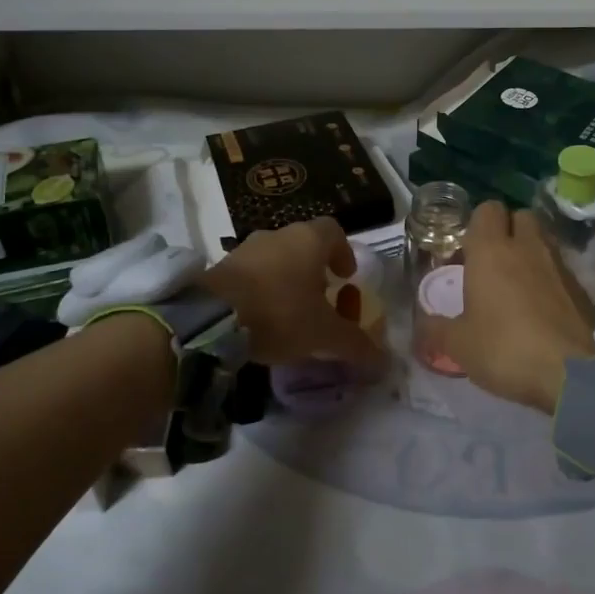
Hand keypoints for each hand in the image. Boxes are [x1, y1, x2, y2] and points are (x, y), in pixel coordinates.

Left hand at [202, 218, 383, 371]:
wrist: (209, 319)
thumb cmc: (279, 314)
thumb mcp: (324, 335)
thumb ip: (355, 345)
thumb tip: (384, 362)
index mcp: (309, 240)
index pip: (334, 231)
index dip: (344, 252)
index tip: (346, 277)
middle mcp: (278, 235)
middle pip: (304, 245)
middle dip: (316, 270)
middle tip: (322, 299)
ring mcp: (245, 249)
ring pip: (276, 258)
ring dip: (287, 280)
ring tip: (291, 312)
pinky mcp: (220, 268)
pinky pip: (251, 273)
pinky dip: (262, 290)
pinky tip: (262, 318)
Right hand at [448, 203, 594, 412]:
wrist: (572, 374)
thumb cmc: (505, 349)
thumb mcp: (459, 345)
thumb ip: (437, 329)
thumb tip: (423, 322)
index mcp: (491, 250)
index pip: (487, 209)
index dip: (477, 224)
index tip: (468, 251)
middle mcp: (527, 247)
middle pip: (520, 216)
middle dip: (507, 231)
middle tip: (492, 262)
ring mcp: (559, 265)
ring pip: (543, 240)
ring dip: (530, 252)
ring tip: (516, 285)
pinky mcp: (582, 287)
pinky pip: (560, 269)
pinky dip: (549, 278)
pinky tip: (540, 308)